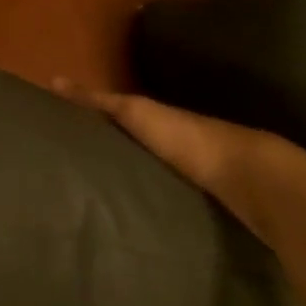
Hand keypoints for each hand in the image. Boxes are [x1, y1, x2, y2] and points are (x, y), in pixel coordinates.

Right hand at [51, 77, 305, 238]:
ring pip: (156, 180)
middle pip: (139, 152)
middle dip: (114, 160)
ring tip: (99, 207)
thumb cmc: (187, 138)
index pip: (119, 120)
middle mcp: (174, 147)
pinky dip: (155, 210)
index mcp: (156, 122)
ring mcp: (194, 180)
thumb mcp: (135, 113)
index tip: (65, 140)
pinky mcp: (206, 210)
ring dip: (136, 188)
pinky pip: (171, 206)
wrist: (252, 179)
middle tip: (74, 179)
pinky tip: (137, 227)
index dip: (95, 128)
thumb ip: (97, 101)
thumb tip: (54, 79)